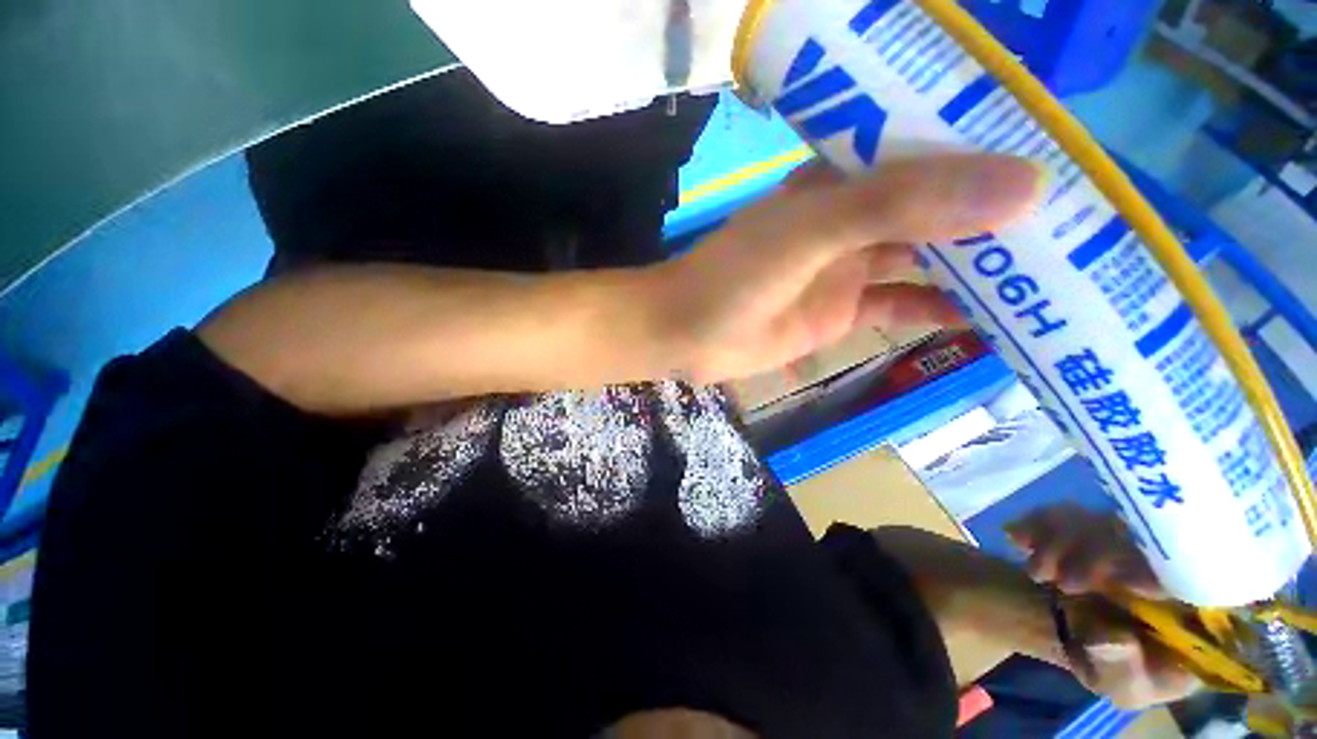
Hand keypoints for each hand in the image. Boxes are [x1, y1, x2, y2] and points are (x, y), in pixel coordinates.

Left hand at [649, 154, 1041, 383]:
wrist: (688, 334)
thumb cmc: (733, 279)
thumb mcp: (810, 232)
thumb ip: (899, 205)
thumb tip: (1023, 186)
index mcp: (841, 180)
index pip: (931, 151)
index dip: (994, 153)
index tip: (1065, 162)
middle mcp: (850, 220)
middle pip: (938, 209)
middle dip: (999, 219)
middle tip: (1080, 229)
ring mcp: (847, 269)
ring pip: (927, 261)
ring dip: (981, 270)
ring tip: (1055, 278)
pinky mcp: (841, 312)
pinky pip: (904, 306)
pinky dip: (944, 311)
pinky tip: (992, 322)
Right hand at [1007, 505, 1200, 708]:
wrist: (1075, 632)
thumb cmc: (1113, 667)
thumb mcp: (1119, 685)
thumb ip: (1122, 672)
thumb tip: (1113, 638)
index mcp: (1202, 606)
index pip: (1205, 571)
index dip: (1173, 572)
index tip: (1130, 584)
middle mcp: (1177, 561)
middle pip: (1150, 535)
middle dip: (1097, 555)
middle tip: (1061, 582)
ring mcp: (1135, 536)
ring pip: (1105, 519)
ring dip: (1063, 540)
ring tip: (1035, 572)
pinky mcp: (1098, 523)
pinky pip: (1070, 512)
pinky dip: (1041, 522)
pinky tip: (1019, 539)